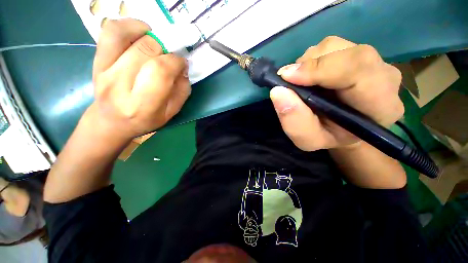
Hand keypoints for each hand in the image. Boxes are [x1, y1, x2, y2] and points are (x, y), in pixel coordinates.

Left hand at [88, 18, 190, 140]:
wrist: (111, 121)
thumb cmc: (145, 120)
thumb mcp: (171, 112)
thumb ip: (182, 91)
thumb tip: (183, 68)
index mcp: (142, 105)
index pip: (160, 71)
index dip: (176, 61)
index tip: (182, 63)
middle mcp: (119, 85)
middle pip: (145, 50)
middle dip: (166, 47)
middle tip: (172, 54)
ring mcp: (102, 69)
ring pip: (123, 34)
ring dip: (147, 32)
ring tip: (156, 41)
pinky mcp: (96, 59)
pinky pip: (110, 32)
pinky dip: (128, 26)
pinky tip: (141, 35)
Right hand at [270, 36, 403, 150]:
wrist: (344, 130)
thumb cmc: (328, 137)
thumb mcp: (308, 139)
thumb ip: (295, 122)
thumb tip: (278, 92)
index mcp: (380, 105)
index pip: (358, 69)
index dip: (319, 68)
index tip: (287, 77)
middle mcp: (383, 77)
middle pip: (347, 53)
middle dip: (309, 65)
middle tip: (288, 81)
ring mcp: (372, 61)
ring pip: (335, 46)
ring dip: (308, 63)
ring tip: (301, 83)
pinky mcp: (357, 55)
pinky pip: (330, 47)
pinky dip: (311, 60)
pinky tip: (309, 77)